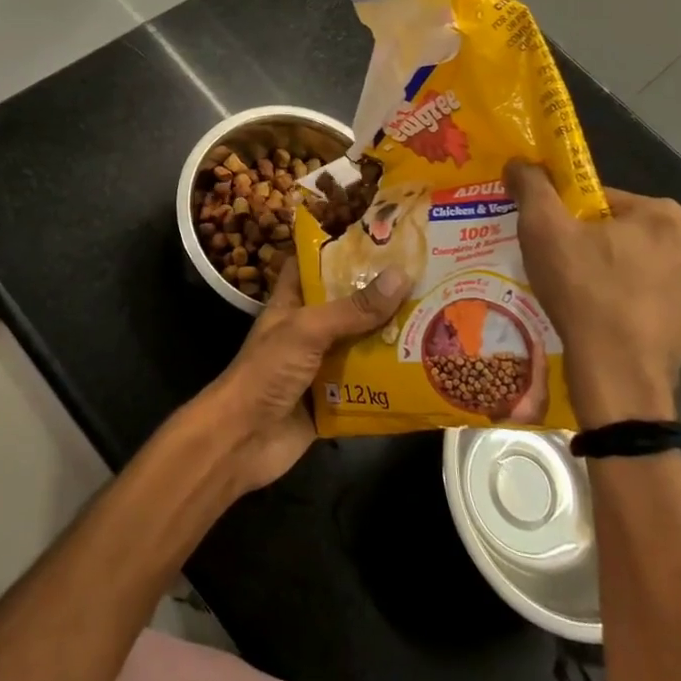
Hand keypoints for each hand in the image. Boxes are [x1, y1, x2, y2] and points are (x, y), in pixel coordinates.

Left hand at [194, 258, 407, 494]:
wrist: (242, 440)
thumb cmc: (267, 371)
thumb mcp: (308, 330)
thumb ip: (353, 308)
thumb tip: (400, 275)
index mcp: (293, 301)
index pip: (317, 264)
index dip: (343, 250)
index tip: (384, 239)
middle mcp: (309, 329)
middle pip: (349, 305)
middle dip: (383, 297)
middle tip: (430, 280)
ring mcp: (320, 365)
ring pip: (362, 345)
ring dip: (392, 339)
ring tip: (438, 320)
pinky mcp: (332, 399)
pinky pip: (367, 385)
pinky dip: (390, 381)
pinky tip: (426, 372)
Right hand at [503, 161, 680, 425]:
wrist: (617, 375)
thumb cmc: (583, 290)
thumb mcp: (543, 228)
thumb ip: (531, 186)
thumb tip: (519, 161)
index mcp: (663, 216)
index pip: (605, 199)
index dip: (571, 215)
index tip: (552, 236)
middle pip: (625, 234)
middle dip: (596, 245)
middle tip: (562, 265)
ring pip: (642, 270)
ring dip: (615, 276)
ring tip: (581, 298)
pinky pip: (654, 306)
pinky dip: (631, 308)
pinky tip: (603, 323)